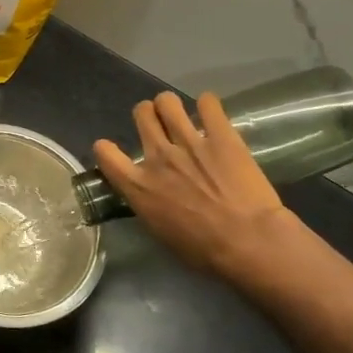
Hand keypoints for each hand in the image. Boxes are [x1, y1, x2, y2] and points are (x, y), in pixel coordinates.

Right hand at [95, 92, 300, 281]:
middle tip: (159, 125)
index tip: (113, 150)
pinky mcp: (222, 136)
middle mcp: (158, 157)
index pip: (105, 153)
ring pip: (167, 101)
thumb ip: (149, 205)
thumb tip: (150, 197)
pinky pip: (209, 103)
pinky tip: (211, 112)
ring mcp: (189, 142)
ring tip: (181, 114)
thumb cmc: (203, 251)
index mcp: (138, 186)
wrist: (247, 242)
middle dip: (147, 114)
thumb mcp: (160, 232)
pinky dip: (208, 104)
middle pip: (141, 114)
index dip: (106, 148)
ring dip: (171, 105)